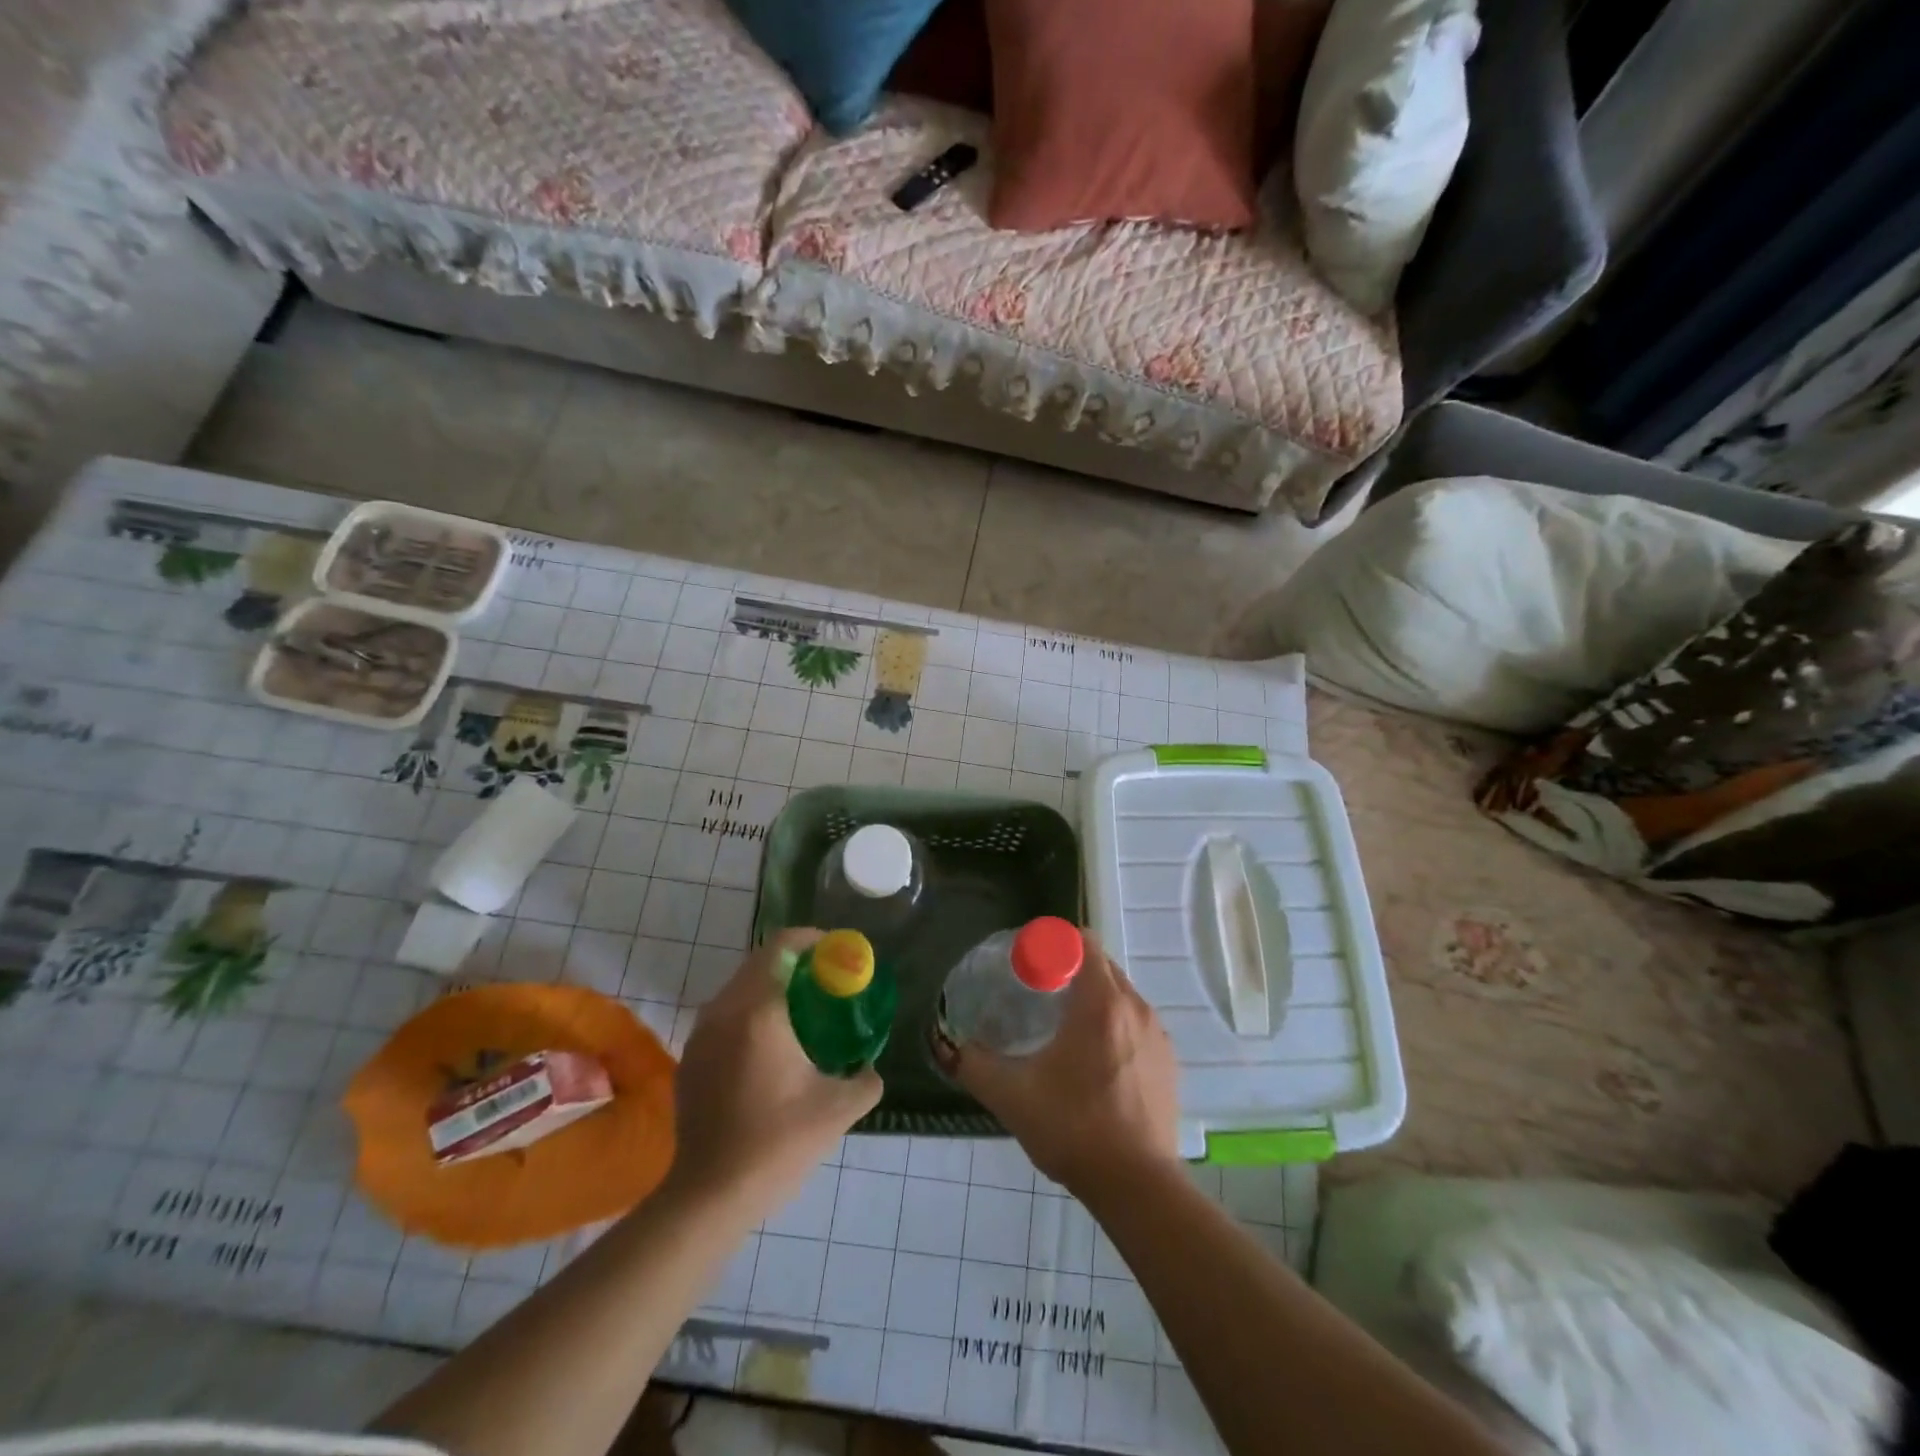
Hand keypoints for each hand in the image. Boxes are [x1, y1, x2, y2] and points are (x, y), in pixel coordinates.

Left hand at [665, 930, 880, 1220]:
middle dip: (796, 963)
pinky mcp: (691, 1059)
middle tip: (827, 982)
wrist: (709, 1197)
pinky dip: (751, 1013)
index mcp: (758, 1011)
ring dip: (771, 987)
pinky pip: (725, 1016)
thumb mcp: (839, 1109)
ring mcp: (701, 1035)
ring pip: (740, 988)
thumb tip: (869, 1067)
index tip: (838, 953)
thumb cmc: (777, 1144)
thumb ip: (865, 1079)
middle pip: (760, 962)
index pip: (783, 946)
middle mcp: (724, 1011)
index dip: (813, 940)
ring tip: (803, 1013)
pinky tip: (771, 1048)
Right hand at [938, 939, 1180, 1199]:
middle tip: (1037, 996)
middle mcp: (1136, 1007)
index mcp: (1101, 1002)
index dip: (1053, 945)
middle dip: (1070, 971)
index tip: (1029, 967)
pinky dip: (1114, 1028)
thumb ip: (973, 1065)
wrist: (1138, 1187)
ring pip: (1121, 996)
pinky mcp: (1169, 1063)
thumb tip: (946, 1045)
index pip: (1083, 941)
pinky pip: (1136, 1025)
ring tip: (1063, 1032)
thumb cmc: (1074, 1128)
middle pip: (1102, 966)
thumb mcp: (1012, 1096)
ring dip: (1093, 1000)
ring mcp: (1157, 1035)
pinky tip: (1093, 1065)